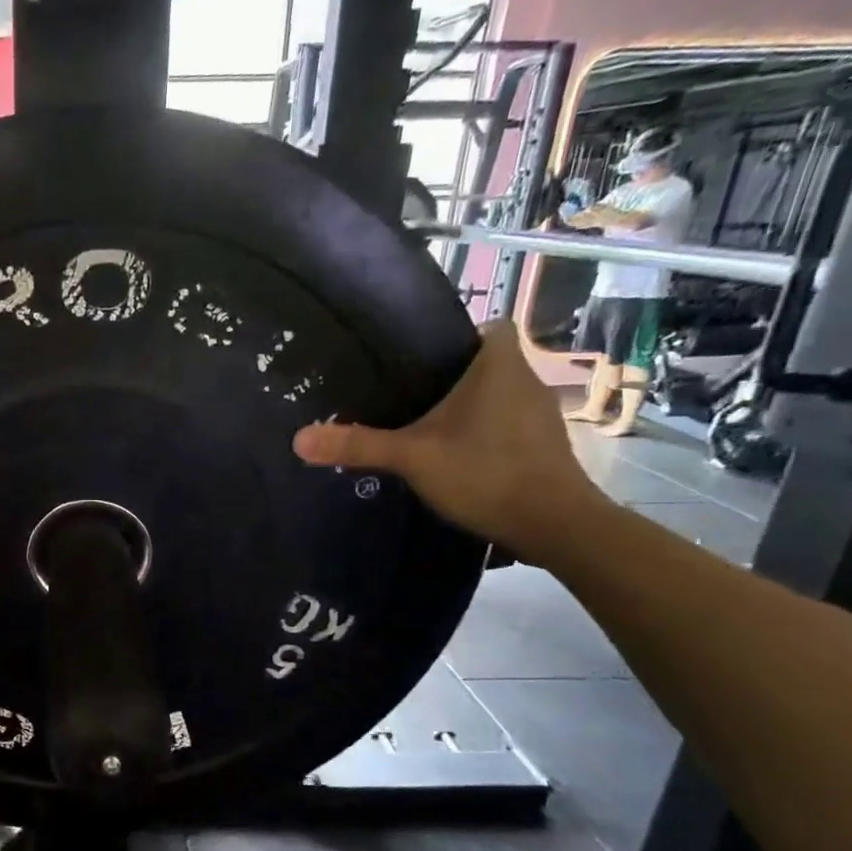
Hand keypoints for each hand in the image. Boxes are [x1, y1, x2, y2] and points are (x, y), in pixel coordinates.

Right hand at [292, 321, 608, 564]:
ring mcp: (540, 416)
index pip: (492, 326)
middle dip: (454, 376)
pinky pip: (507, 425)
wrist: (553, 524)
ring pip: (498, 396)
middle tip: (408, 394)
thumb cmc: (485, 473)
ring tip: (425, 426)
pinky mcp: (544, 446)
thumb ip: (358, 445)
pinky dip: (484, 433)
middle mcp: (526, 381)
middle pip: (489, 363)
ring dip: (470, 407)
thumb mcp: (412, 458)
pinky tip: (456, 456)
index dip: (461, 335)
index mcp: (500, 366)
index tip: (424, 357)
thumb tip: (298, 439)